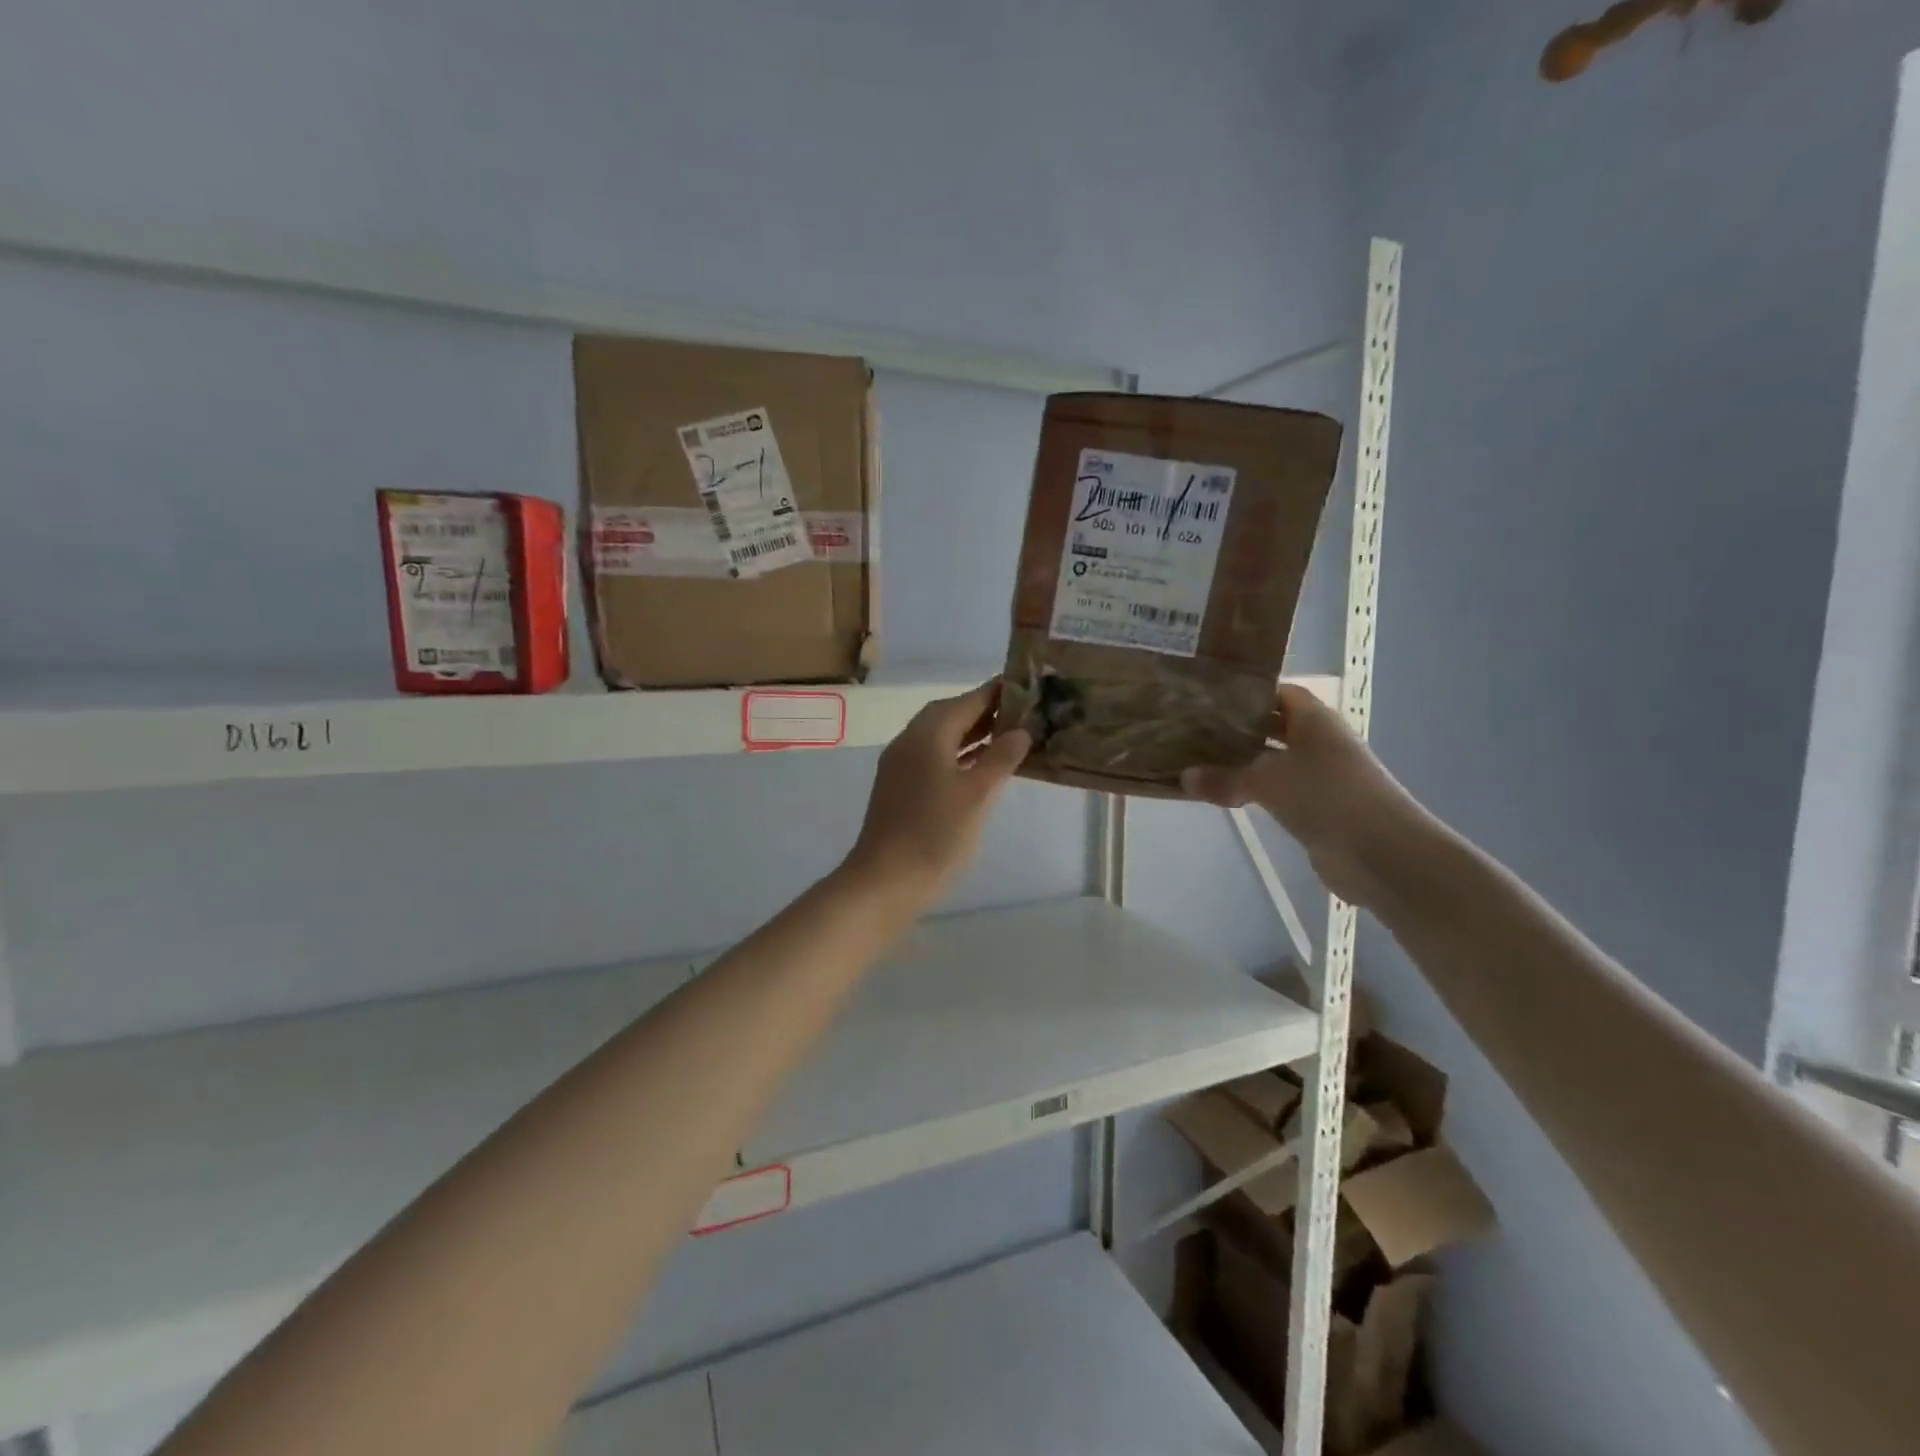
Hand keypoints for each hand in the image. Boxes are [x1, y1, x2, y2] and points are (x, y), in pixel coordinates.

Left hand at [844, 680, 1030, 905]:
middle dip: (984, 711)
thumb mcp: (977, 794)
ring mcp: (900, 765)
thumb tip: (1020, 731)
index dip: (995, 692)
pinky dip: (959, 755)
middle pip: (950, 714)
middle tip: (1021, 712)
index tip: (1025, 684)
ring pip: (941, 737)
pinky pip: (934, 757)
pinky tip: (980, 767)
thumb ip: (1001, 758)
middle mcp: (909, 741)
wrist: (885, 880)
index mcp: (927, 734)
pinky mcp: (899, 788)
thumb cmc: (935, 833)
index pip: (967, 700)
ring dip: (972, 734)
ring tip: (1008, 736)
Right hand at [1181, 684, 1427, 909]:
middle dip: (1236, 728)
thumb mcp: (1267, 781)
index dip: (1246, 692)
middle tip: (1192, 728)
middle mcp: (1318, 742)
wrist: (1380, 853)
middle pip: (1272, 726)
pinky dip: (1251, 790)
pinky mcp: (1315, 808)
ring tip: (1197, 759)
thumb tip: (1183, 777)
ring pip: (1271, 761)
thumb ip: (1224, 778)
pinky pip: (1275, 791)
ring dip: (1241, 762)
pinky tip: (1221, 794)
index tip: (1207, 696)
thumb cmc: (1326, 796)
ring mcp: (1318, 777)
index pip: (1276, 692)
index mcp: (1314, 720)